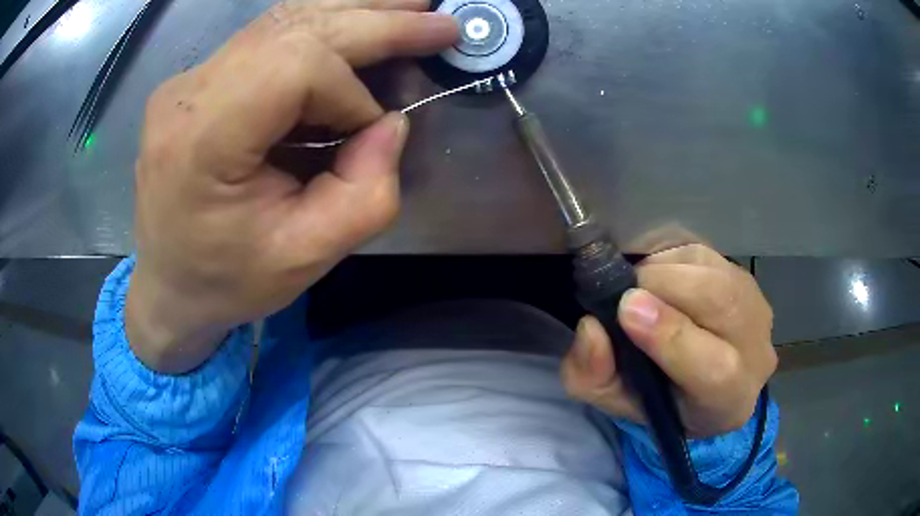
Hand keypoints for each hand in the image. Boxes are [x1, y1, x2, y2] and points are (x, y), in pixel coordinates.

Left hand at [127, 0, 457, 372]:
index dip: (349, 91)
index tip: (368, 131)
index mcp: (202, 139)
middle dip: (377, 22)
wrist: (169, 284)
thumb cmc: (227, 281)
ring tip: (411, 7)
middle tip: (439, 22)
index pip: (295, 67)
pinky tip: (360, 20)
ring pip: (284, 19)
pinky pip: (268, 36)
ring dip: (355, 11)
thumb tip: (392, 122)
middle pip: (295, 27)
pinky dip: (323, 25)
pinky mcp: (197, 79)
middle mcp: (187, 92)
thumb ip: (365, 194)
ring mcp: (188, 79)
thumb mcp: (305, 258)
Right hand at [561, 244, 777, 436]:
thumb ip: (594, 377)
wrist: (711, 384)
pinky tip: (661, 278)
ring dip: (668, 269)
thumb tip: (591, 328)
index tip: (626, 309)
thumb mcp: (618, 404)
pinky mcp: (746, 277)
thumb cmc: (664, 401)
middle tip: (625, 293)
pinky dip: (674, 258)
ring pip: (715, 271)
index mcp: (727, 401)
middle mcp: (756, 352)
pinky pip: (707, 254)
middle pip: (722, 303)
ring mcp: (757, 308)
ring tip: (641, 288)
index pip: (713, 368)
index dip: (671, 335)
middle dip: (666, 286)